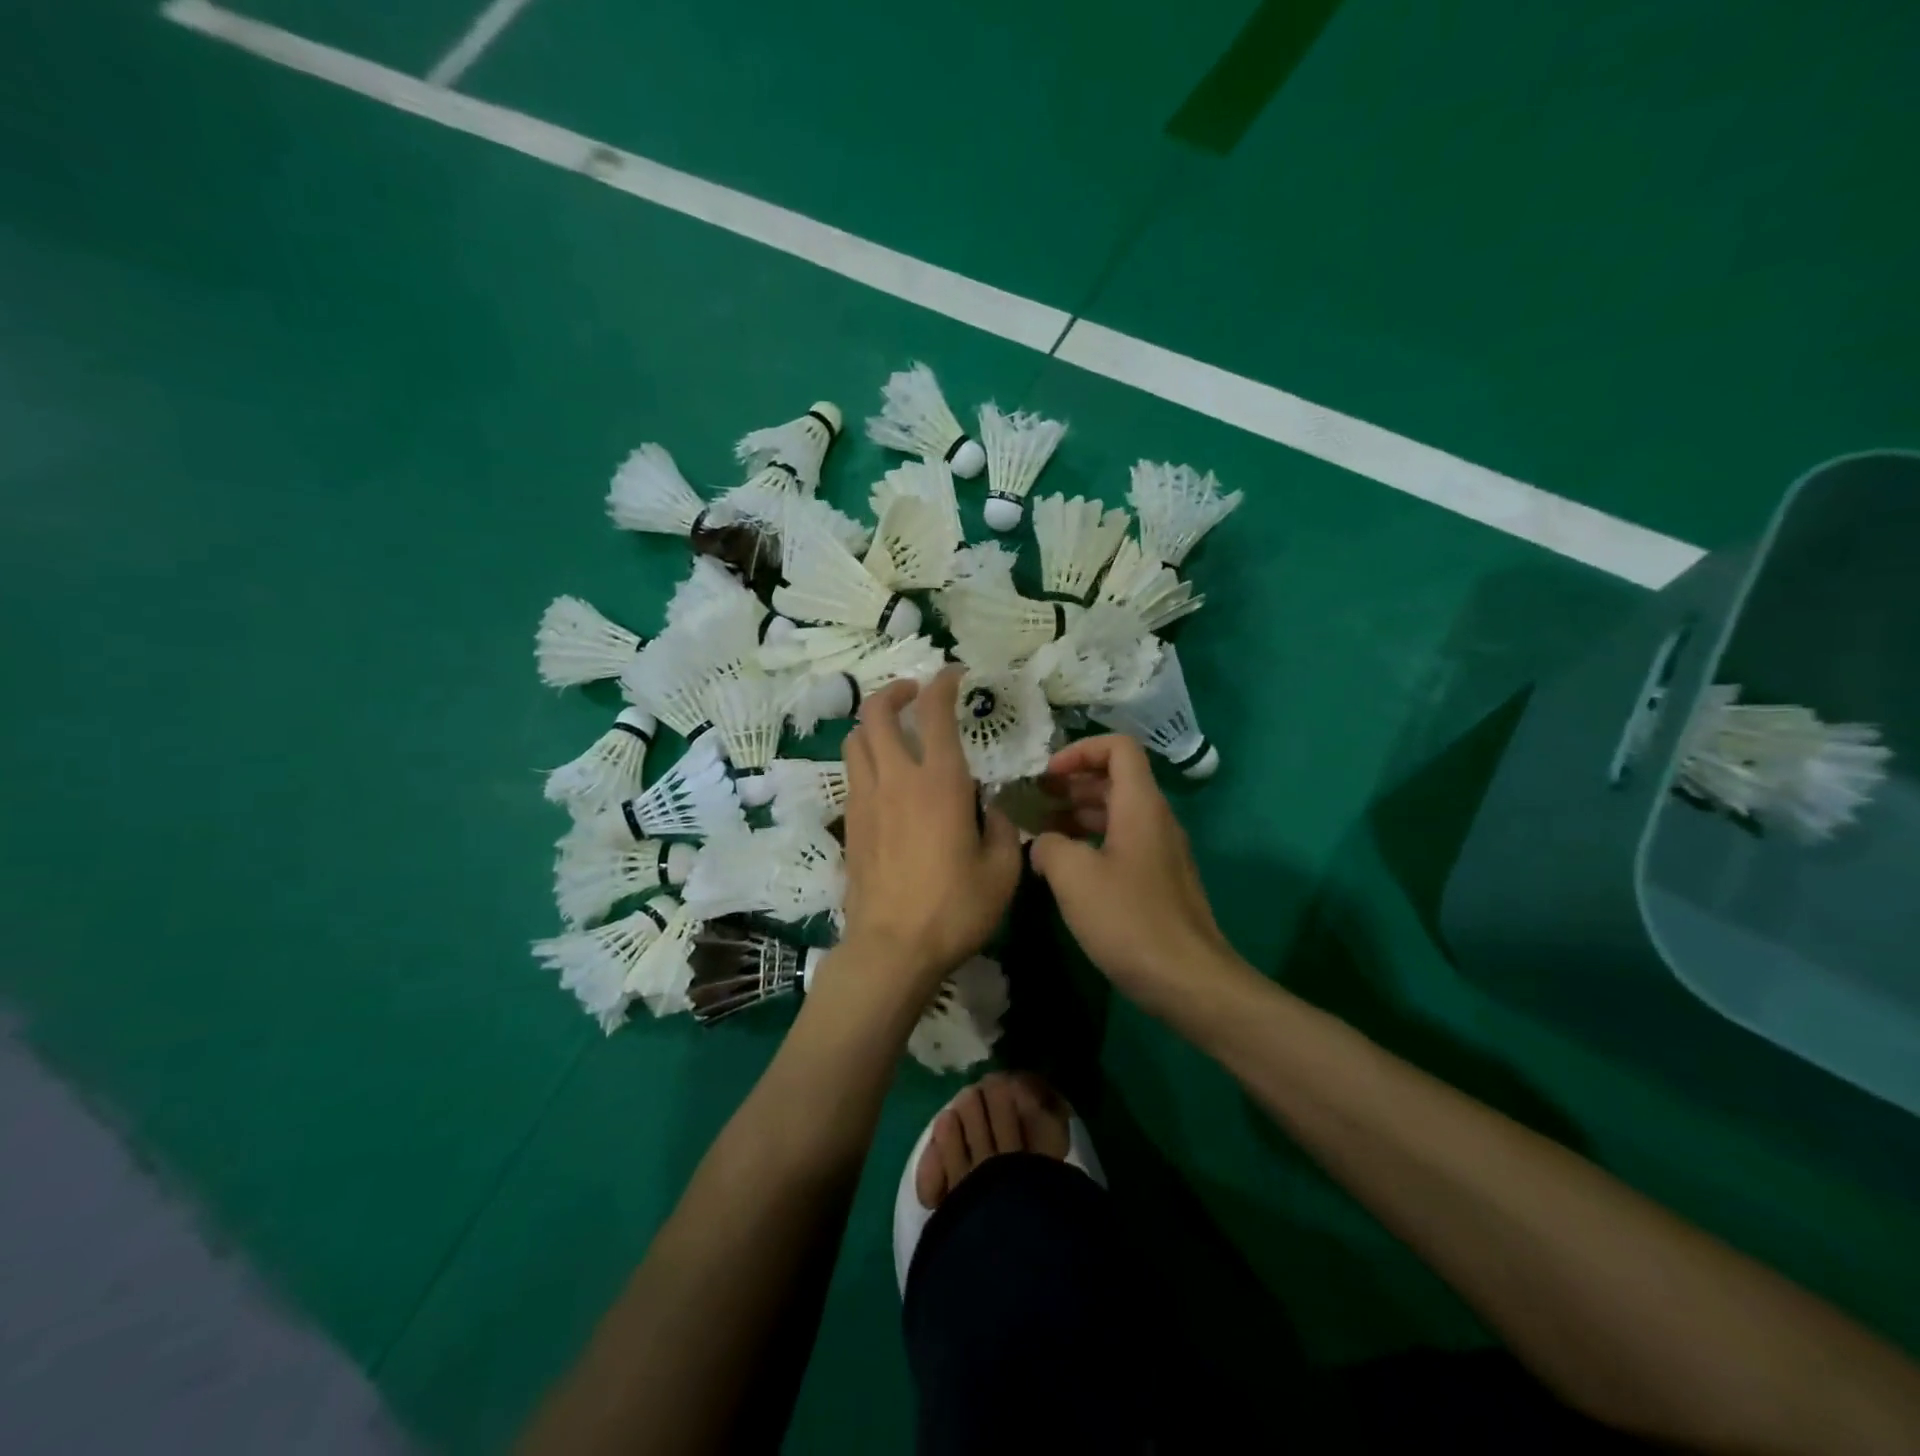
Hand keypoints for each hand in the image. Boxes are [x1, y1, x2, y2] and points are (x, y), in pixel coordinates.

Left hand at [837, 669, 1022, 988]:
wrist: (891, 948)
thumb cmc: (954, 909)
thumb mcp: (1002, 870)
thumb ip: (1001, 828)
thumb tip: (988, 809)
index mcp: (939, 782)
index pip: (935, 712)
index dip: (943, 683)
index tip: (953, 675)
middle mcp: (896, 779)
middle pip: (876, 712)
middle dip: (894, 691)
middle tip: (914, 695)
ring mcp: (866, 799)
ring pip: (856, 740)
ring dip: (874, 724)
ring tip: (895, 732)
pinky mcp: (850, 823)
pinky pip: (852, 773)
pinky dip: (866, 758)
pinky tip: (885, 778)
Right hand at [1030, 735, 1233, 1015]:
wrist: (1188, 981)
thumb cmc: (1129, 919)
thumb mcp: (1073, 876)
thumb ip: (1048, 845)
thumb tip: (1043, 844)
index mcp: (1140, 806)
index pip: (1118, 747)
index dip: (1080, 750)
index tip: (1048, 774)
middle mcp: (1155, 820)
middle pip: (1115, 779)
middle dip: (1072, 782)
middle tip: (1034, 799)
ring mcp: (1160, 852)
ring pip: (1117, 813)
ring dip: (1078, 813)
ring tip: (1040, 832)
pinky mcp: (1158, 881)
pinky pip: (1122, 843)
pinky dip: (1091, 842)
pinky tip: (1065, 869)